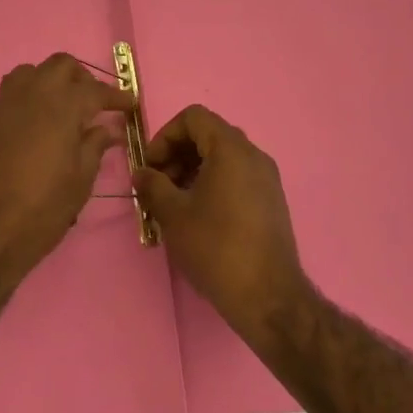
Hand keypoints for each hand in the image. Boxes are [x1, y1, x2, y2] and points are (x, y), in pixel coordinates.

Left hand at [0, 54, 136, 279]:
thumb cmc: (39, 212)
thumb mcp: (78, 183)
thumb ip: (94, 148)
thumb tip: (105, 129)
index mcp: (61, 108)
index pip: (95, 90)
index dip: (115, 96)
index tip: (128, 104)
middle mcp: (30, 95)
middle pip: (60, 66)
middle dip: (81, 79)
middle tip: (93, 104)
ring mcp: (0, 105)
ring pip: (29, 73)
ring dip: (49, 83)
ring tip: (60, 110)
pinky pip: (8, 96)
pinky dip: (26, 101)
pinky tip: (32, 128)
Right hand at [132, 105, 312, 334]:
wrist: (267, 295)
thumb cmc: (216, 247)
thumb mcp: (173, 214)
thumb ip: (153, 185)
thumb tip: (141, 173)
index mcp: (231, 149)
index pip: (194, 117)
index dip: (165, 135)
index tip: (151, 166)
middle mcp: (254, 155)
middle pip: (209, 134)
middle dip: (177, 153)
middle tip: (158, 184)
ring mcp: (267, 178)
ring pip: (223, 157)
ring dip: (193, 169)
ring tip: (174, 202)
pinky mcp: (271, 200)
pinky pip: (237, 176)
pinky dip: (213, 182)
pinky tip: (198, 215)